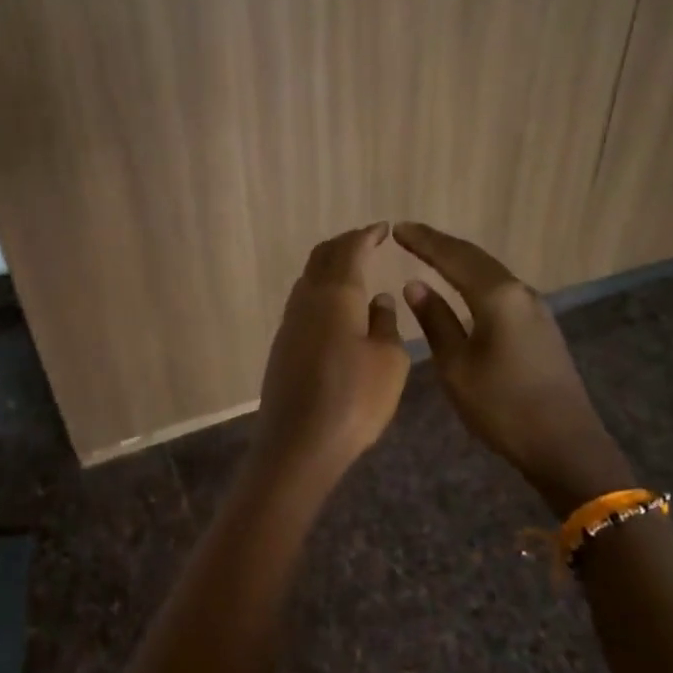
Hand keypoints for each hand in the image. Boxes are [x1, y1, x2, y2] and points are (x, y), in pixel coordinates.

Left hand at [252, 224, 410, 485]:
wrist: (299, 443)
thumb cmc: (355, 399)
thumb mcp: (389, 361)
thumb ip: (386, 324)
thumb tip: (378, 300)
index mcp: (335, 294)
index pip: (349, 249)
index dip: (367, 235)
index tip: (383, 229)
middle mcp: (307, 299)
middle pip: (322, 257)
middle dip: (345, 245)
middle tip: (368, 242)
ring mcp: (290, 322)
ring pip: (309, 279)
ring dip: (330, 267)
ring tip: (355, 270)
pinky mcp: (282, 345)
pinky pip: (303, 302)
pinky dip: (322, 291)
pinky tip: (337, 308)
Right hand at [394, 222, 630, 513]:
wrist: (565, 445)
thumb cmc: (502, 407)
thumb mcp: (456, 366)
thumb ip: (435, 321)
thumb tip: (415, 285)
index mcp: (498, 297)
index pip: (454, 257)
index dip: (424, 242)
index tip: (397, 229)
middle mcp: (520, 293)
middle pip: (475, 258)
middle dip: (440, 245)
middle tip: (408, 235)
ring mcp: (535, 309)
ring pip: (490, 272)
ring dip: (459, 260)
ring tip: (430, 254)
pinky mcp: (540, 327)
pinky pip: (501, 289)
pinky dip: (475, 279)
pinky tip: (461, 286)